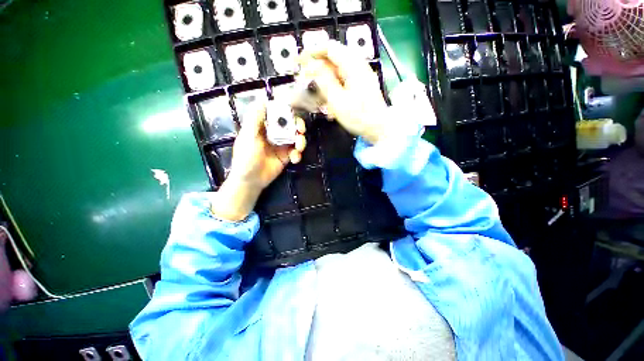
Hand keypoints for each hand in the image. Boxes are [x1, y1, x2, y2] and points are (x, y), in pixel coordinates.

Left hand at [211, 102, 305, 221]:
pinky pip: (296, 151)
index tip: (293, 110)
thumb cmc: (246, 158)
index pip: (276, 113)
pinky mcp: (286, 156)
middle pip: (290, 124)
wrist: (251, 180)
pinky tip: (295, 159)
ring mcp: (281, 145)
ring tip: (299, 147)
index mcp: (263, 126)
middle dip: (298, 125)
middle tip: (301, 130)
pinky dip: (298, 154)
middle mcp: (274, 133)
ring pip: (296, 137)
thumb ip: (255, 119)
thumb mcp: (248, 137)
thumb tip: (262, 100)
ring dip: (301, 141)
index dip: (285, 110)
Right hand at [297, 41, 388, 143]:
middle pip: (333, 58)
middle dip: (317, 67)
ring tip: (315, 90)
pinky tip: (328, 99)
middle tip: (306, 78)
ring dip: (324, 78)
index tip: (300, 61)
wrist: (379, 129)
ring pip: (337, 70)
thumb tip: (312, 66)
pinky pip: (343, 80)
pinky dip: (333, 86)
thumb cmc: (359, 117)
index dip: (313, 52)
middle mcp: (358, 66)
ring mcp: (360, 76)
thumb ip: (324, 81)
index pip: (330, 48)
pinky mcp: (361, 85)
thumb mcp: (338, 101)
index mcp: (353, 66)